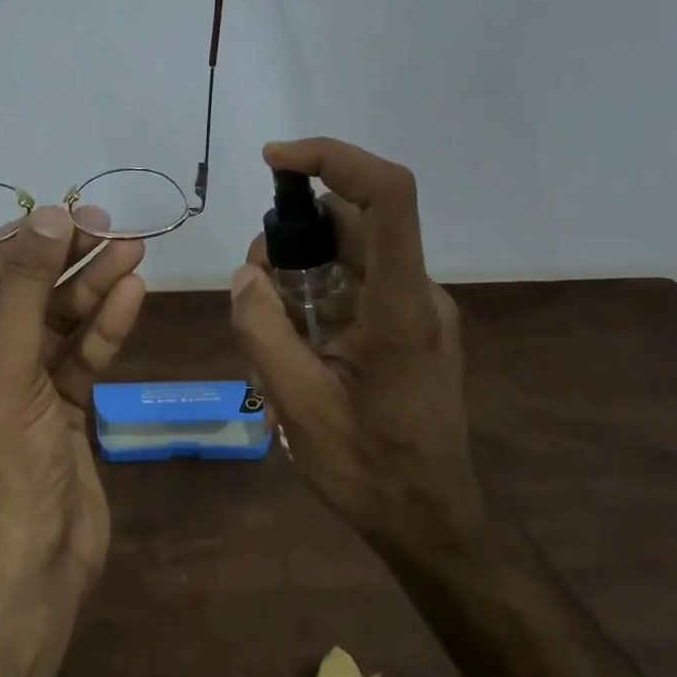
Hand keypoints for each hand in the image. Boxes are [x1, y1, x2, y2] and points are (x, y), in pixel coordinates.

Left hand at [0, 205, 146, 590]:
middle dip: (62, 263)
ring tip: (134, 249)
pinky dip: (102, 329)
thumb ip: (26, 287)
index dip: (15, 246)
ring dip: (92, 289)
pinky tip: (132, 294)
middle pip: (16, 296)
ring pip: (53, 324)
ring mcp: (13, 387)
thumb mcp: (4, 365)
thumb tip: (47, 215)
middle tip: (109, 227)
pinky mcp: (54, 408)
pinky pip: (76, 357)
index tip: (63, 220)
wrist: (32, 563)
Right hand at [229, 138, 478, 555]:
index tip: (275, 161)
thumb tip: (245, 276)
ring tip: (269, 328)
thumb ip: (263, 330)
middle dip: (292, 233)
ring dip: (300, 269)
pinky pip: (356, 284)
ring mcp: (416, 309)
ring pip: (350, 253)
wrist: (430, 518)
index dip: (332, 158)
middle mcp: (417, 292)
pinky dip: (316, 293)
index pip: (387, 195)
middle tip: (253, 284)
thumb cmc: (368, 467)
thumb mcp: (297, 403)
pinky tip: (293, 343)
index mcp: (399, 305)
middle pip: (354, 222)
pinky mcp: (409, 326)